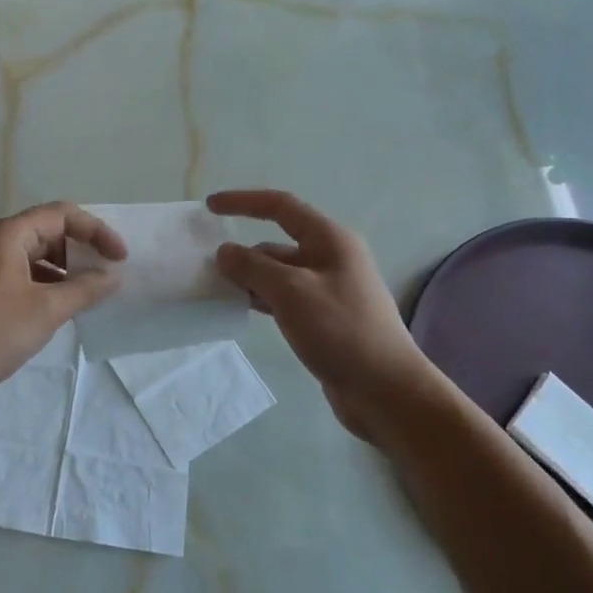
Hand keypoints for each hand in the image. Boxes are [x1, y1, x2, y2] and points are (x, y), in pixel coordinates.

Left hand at [0, 202, 125, 409]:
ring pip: (39, 257)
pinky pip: (27, 277)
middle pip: (50, 232)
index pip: (62, 214)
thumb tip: (113, 276)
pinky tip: (66, 309)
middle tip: (110, 274)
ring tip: (94, 294)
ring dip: (68, 271)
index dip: (96, 231)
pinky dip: (50, 286)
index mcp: (9, 235)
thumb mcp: (46, 310)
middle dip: (83, 249)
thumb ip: (84, 290)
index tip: (120, 257)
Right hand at [208, 189, 446, 438]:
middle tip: (207, 268)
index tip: (210, 207)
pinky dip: (262, 298)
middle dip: (243, 252)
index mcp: (330, 240)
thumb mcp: (291, 293)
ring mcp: (328, 289)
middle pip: (277, 243)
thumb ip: (253, 267)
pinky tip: (243, 310)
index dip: (244, 202)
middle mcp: (331, 258)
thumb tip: (225, 251)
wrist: (385, 390)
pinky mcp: (324, 318)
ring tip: (218, 291)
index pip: (281, 207)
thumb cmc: (341, 331)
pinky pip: (285, 297)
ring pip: (279, 273)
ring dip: (250, 278)